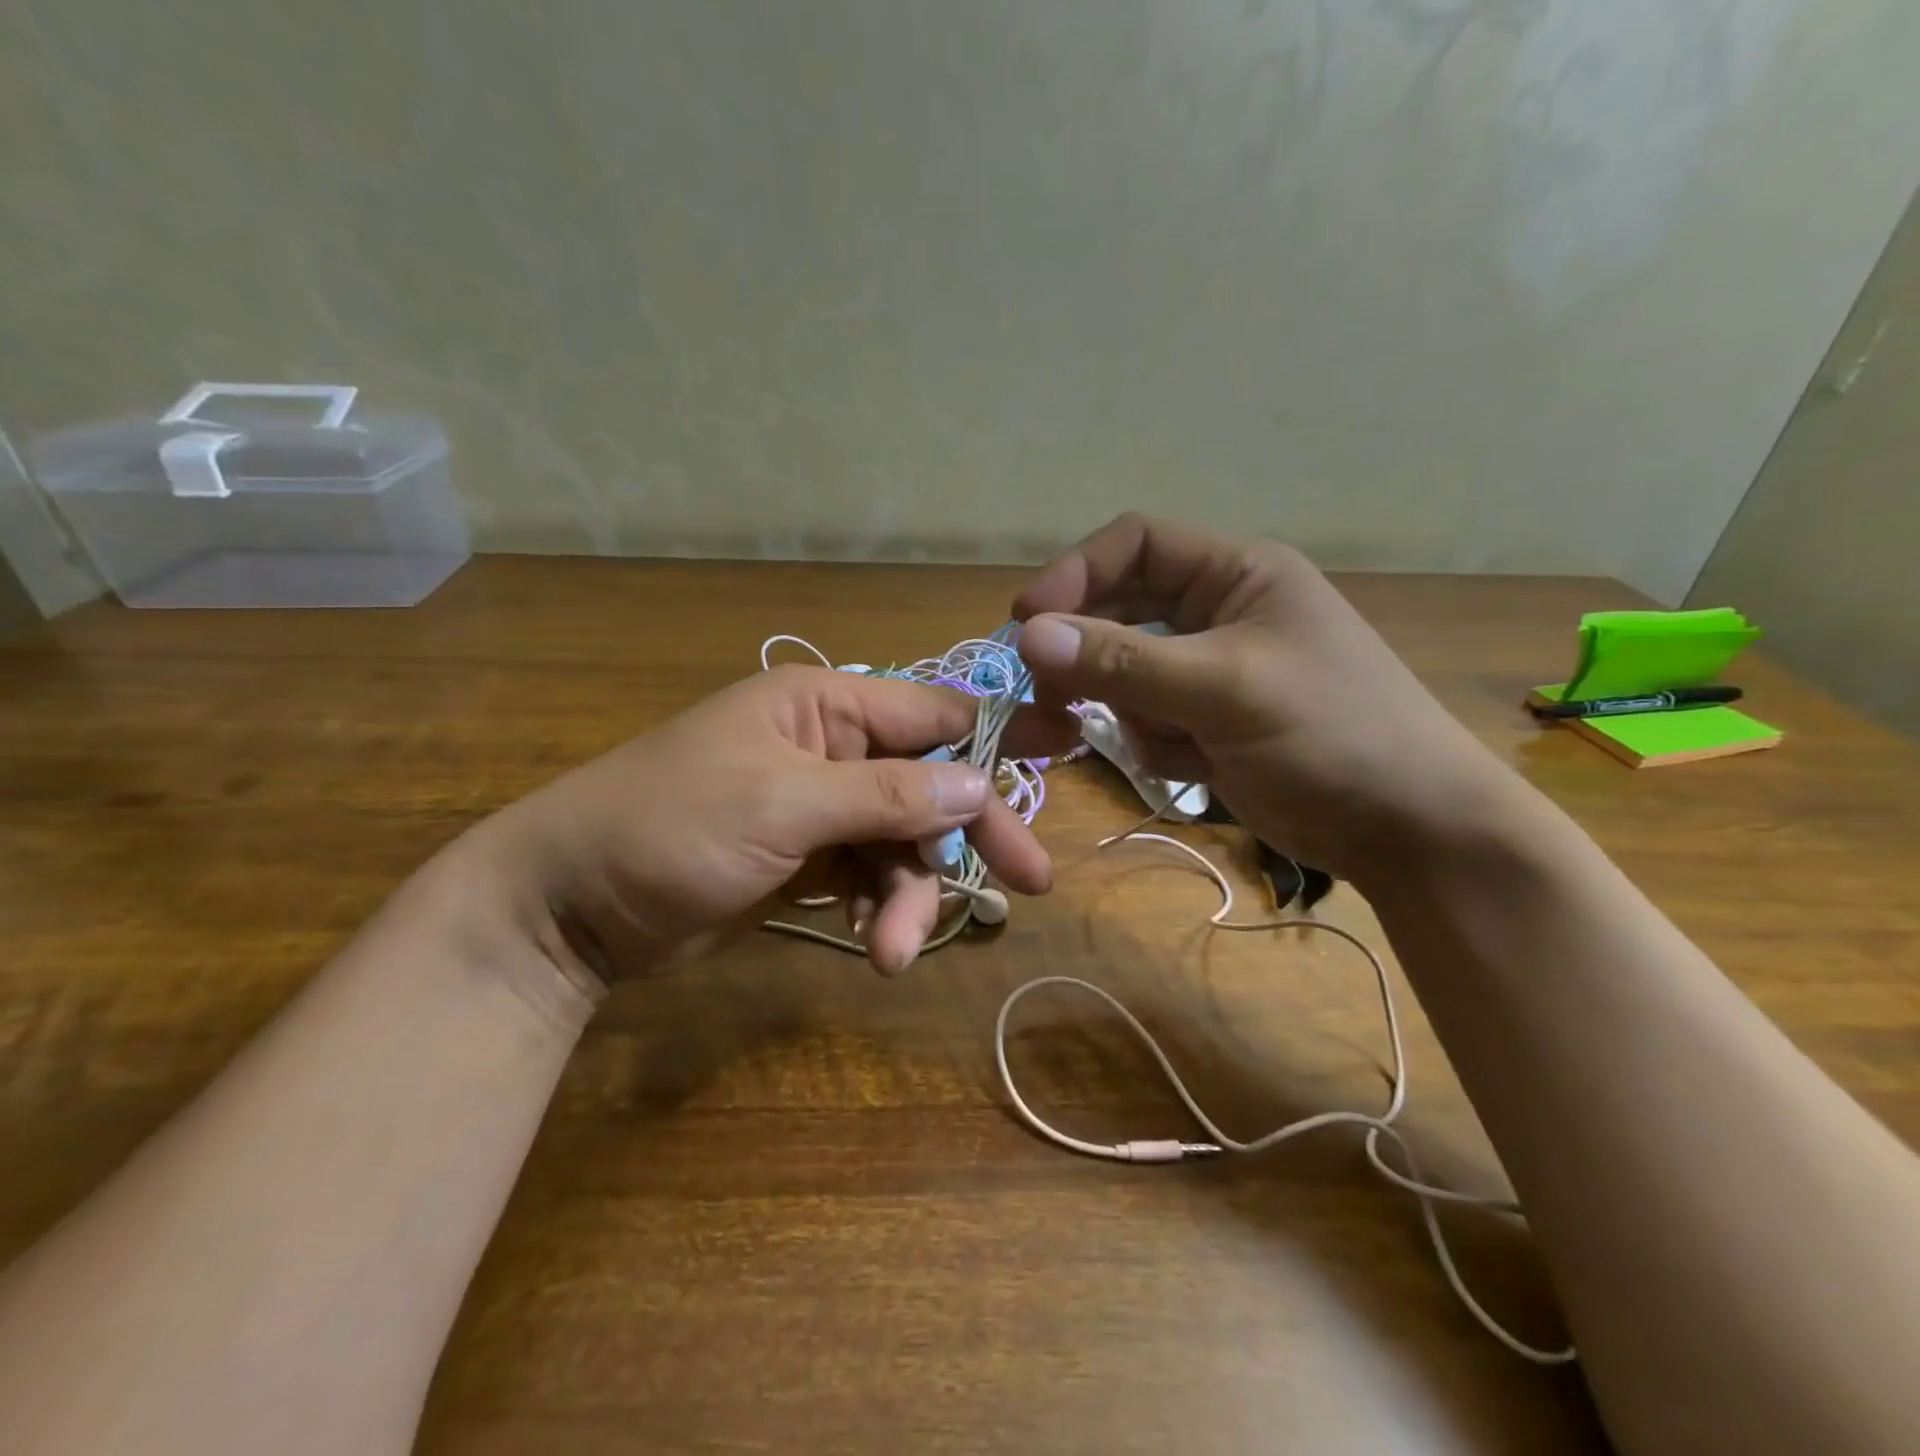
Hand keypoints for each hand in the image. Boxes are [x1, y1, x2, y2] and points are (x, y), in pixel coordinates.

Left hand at [455, 665, 1052, 981]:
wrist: (569, 907)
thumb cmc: (669, 828)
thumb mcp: (782, 806)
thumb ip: (884, 794)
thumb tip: (976, 785)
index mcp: (825, 706)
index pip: (934, 711)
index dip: (1000, 732)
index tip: (1067, 750)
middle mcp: (831, 746)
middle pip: (928, 784)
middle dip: (970, 834)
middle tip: (1029, 883)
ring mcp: (820, 806)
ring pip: (901, 842)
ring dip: (909, 896)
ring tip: (894, 953)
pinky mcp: (806, 858)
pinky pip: (869, 876)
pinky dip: (879, 910)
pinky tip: (874, 946)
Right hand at [1011, 513, 1524, 884]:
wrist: (1408, 830)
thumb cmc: (1333, 735)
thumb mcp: (1224, 689)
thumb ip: (1124, 662)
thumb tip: (1027, 636)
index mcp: (1236, 574)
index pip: (1135, 544)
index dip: (1076, 574)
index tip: (1026, 622)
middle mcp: (1217, 612)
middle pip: (1121, 611)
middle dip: (1085, 653)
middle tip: (1048, 694)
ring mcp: (1209, 671)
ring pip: (1124, 672)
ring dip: (1120, 706)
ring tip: (1152, 743)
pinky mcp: (1206, 722)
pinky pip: (1145, 718)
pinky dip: (1149, 741)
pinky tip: (1188, 766)